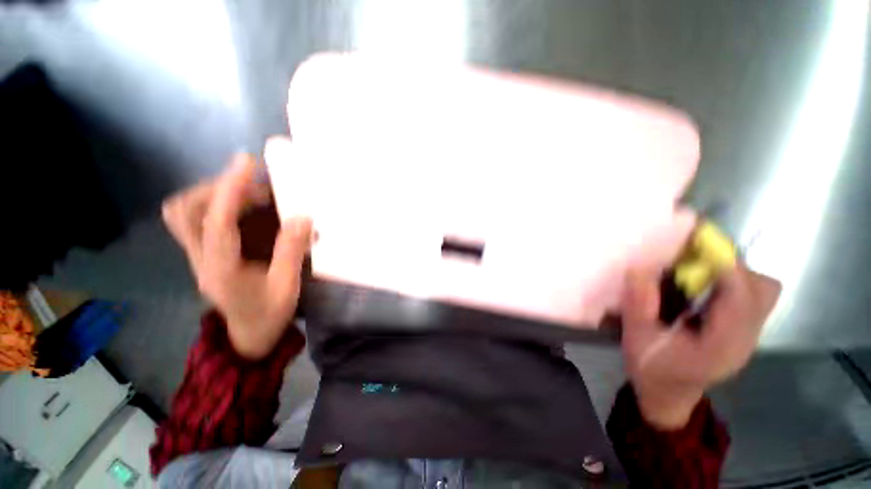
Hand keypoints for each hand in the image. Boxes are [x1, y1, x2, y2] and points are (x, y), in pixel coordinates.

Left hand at [162, 154, 312, 359]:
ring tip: (252, 193)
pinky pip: (197, 220)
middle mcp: (200, 259)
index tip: (247, 163)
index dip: (229, 189)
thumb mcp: (287, 286)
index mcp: (221, 270)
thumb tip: (301, 217)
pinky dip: (218, 205)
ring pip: (184, 214)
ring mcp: (197, 257)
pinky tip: (246, 207)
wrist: (250, 336)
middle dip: (216, 189)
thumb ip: (291, 251)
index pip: (216, 221)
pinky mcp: (204, 255)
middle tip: (253, 183)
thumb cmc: (270, 313)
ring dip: (214, 195)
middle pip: (184, 212)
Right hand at [620, 263, 780, 429]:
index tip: (697, 240)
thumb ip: (639, 305)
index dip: (724, 264)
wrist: (667, 394)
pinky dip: (731, 281)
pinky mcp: (743, 329)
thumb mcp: (636, 339)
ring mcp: (748, 334)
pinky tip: (701, 285)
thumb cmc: (651, 368)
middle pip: (761, 289)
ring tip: (696, 270)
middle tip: (692, 258)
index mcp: (723, 345)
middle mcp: (746, 337)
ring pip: (761, 290)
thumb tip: (639, 267)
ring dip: (733, 272)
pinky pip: (750, 295)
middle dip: (730, 266)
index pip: (741, 297)